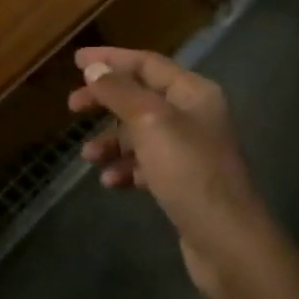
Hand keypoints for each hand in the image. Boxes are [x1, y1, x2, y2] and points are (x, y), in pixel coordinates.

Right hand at [68, 46, 273, 298]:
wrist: (226, 240)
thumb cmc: (188, 171)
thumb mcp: (149, 122)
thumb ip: (120, 91)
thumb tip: (94, 68)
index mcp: (193, 93)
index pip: (147, 63)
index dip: (111, 58)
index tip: (76, 61)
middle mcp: (194, 116)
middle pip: (140, 97)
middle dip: (105, 101)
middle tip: (72, 106)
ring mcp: (189, 151)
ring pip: (139, 133)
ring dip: (111, 140)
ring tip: (88, 156)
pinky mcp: (183, 182)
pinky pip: (146, 165)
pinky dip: (126, 168)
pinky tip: (111, 181)